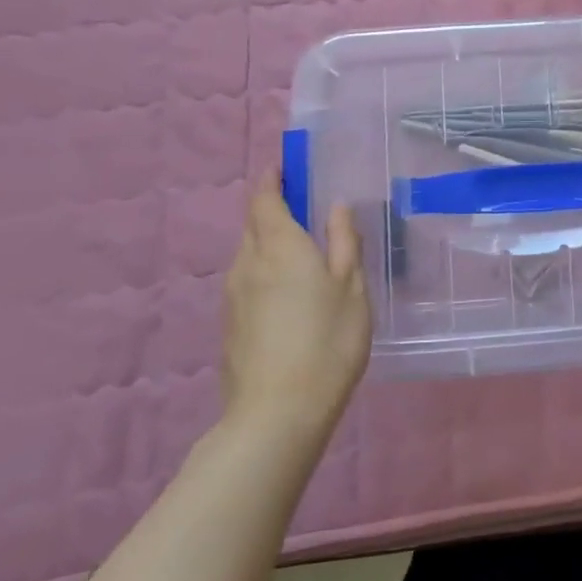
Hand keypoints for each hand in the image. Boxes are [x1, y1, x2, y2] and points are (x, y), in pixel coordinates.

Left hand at [221, 190, 371, 445]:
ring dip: (269, 241)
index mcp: (280, 246)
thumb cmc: (327, 342)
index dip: (272, 179)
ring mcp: (233, 295)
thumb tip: (336, 205)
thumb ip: (343, 242)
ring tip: (301, 252)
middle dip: (273, 208)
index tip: (285, 166)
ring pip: (249, 253)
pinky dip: (265, 271)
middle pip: (254, 223)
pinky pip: (247, 280)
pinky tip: (288, 293)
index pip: (264, 198)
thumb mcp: (352, 289)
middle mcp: (248, 262)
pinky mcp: (230, 324)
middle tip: (304, 207)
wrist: (276, 414)